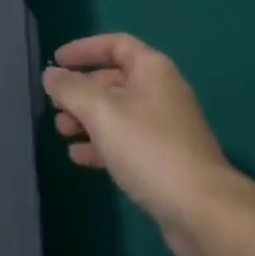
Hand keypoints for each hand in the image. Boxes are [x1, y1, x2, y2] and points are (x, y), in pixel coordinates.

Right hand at [42, 33, 251, 255]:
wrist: (203, 211)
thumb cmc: (149, 147)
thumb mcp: (101, 111)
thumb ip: (71, 89)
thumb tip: (51, 75)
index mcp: (152, 70)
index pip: (115, 45)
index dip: (84, 49)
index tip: (57, 60)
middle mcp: (161, 92)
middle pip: (114, 80)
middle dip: (81, 90)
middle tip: (55, 105)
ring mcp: (166, 128)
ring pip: (118, 113)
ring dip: (87, 119)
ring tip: (62, 132)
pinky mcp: (165, 161)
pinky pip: (126, 142)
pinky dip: (102, 144)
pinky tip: (79, 158)